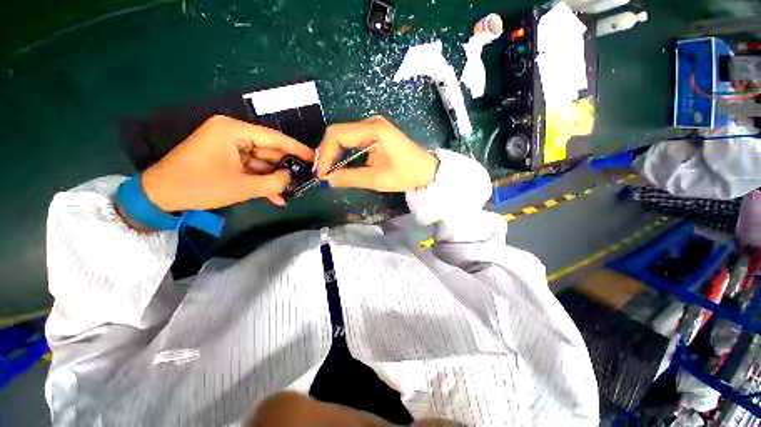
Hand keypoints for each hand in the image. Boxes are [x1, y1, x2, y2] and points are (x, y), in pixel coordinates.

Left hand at [141, 115, 313, 210]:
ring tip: (291, 192)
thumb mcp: (242, 187)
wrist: (160, 195)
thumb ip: (274, 182)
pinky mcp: (226, 156)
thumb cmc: (199, 187)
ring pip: (262, 161)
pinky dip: (262, 180)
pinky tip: (275, 196)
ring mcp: (228, 145)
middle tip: (305, 179)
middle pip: (269, 149)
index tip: (315, 158)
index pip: (274, 137)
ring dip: (274, 178)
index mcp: (232, 130)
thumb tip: (292, 177)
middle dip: (285, 167)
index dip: (297, 149)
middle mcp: (232, 132)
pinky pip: (251, 167)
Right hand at [316, 116, 438, 191]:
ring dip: (333, 153)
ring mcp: (373, 127)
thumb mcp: (377, 179)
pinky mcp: (374, 133)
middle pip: (338, 133)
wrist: (426, 170)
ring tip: (328, 170)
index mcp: (373, 129)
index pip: (337, 135)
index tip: (321, 173)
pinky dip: (343, 152)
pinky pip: (352, 139)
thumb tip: (327, 180)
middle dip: (327, 153)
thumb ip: (350, 177)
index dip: (325, 154)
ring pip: (343, 136)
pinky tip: (340, 164)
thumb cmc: (406, 174)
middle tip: (322, 173)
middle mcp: (371, 123)